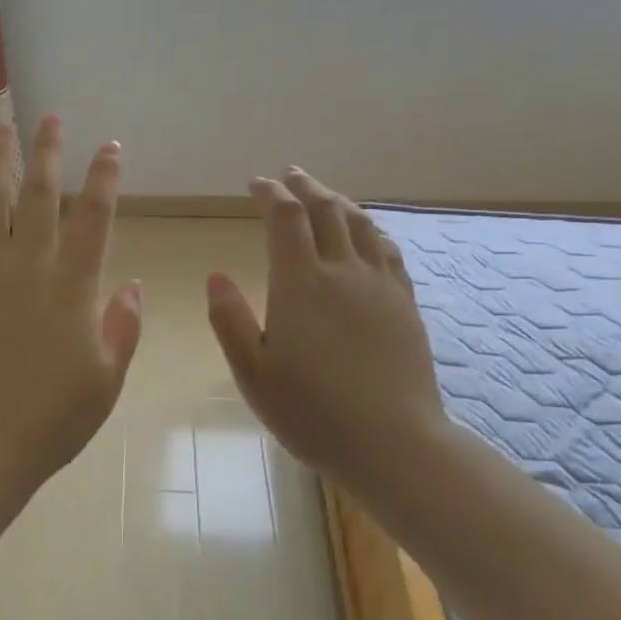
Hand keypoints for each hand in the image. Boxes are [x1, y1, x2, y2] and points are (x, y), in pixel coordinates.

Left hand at [0, 117, 142, 510]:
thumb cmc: (52, 420)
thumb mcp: (106, 380)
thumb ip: (122, 328)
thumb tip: (130, 285)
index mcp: (72, 287)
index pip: (93, 217)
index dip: (104, 178)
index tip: (110, 147)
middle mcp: (26, 268)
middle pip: (39, 196)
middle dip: (48, 152)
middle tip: (52, 118)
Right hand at [205, 168, 448, 494]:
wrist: (392, 443)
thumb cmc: (311, 412)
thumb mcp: (253, 373)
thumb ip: (231, 321)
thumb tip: (215, 276)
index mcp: (300, 285)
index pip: (286, 219)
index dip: (271, 194)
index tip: (257, 183)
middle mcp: (343, 272)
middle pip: (326, 211)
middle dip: (305, 188)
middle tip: (290, 176)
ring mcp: (380, 286)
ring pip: (360, 225)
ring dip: (339, 202)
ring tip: (325, 195)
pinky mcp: (405, 304)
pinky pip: (388, 251)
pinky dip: (371, 229)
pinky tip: (367, 233)